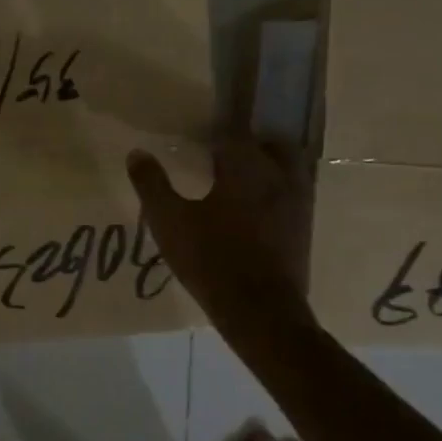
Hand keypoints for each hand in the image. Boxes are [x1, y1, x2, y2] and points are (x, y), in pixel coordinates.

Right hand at [127, 139, 314, 345]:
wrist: (261, 312)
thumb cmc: (212, 260)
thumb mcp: (170, 222)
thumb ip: (152, 185)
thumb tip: (137, 153)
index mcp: (245, 167)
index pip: (234, 131)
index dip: (217, 127)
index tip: (200, 131)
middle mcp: (279, 175)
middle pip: (271, 143)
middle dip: (250, 142)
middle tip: (225, 152)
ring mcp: (298, 202)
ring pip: (289, 167)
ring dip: (268, 165)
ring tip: (241, 178)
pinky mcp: (304, 227)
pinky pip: (293, 194)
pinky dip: (276, 191)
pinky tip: (256, 209)